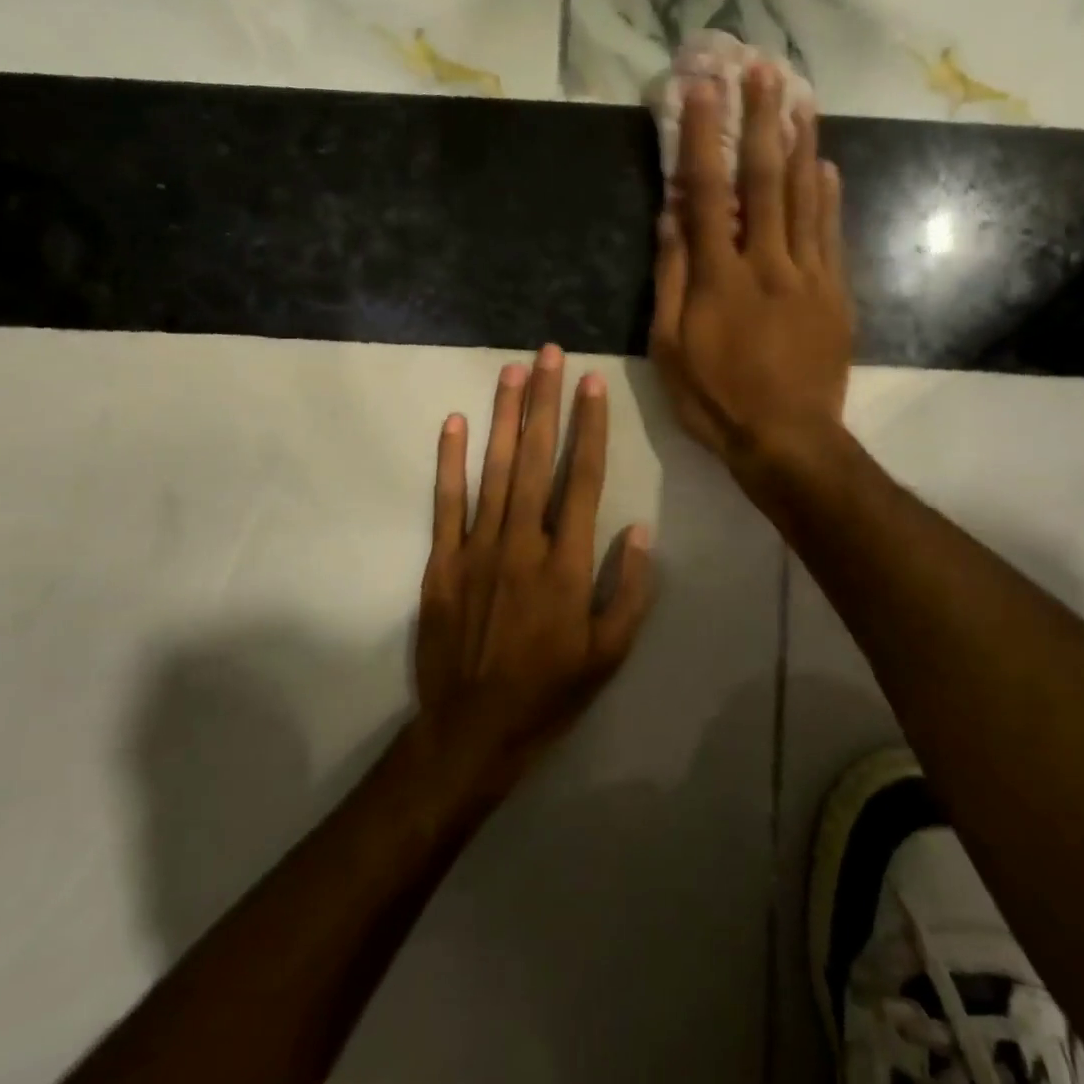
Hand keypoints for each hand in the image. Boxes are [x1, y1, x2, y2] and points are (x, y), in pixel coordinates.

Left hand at [414, 346, 654, 787]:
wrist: (473, 729)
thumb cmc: (550, 692)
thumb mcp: (610, 653)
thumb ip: (629, 589)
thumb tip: (639, 528)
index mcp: (567, 563)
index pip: (583, 478)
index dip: (589, 427)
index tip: (591, 383)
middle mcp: (523, 542)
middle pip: (536, 459)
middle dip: (544, 402)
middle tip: (549, 353)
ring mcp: (478, 548)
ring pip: (493, 469)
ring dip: (503, 417)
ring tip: (512, 371)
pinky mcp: (443, 562)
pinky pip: (446, 502)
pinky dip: (449, 461)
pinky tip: (454, 423)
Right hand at [650, 62, 852, 481]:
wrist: (788, 440)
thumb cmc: (716, 400)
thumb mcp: (669, 348)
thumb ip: (670, 278)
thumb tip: (669, 216)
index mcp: (719, 277)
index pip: (707, 192)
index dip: (702, 137)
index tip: (701, 89)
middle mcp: (767, 263)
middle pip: (765, 180)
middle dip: (762, 120)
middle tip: (763, 69)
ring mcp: (809, 276)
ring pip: (806, 199)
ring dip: (801, 143)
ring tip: (801, 97)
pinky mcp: (835, 295)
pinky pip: (832, 235)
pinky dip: (829, 197)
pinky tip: (827, 166)